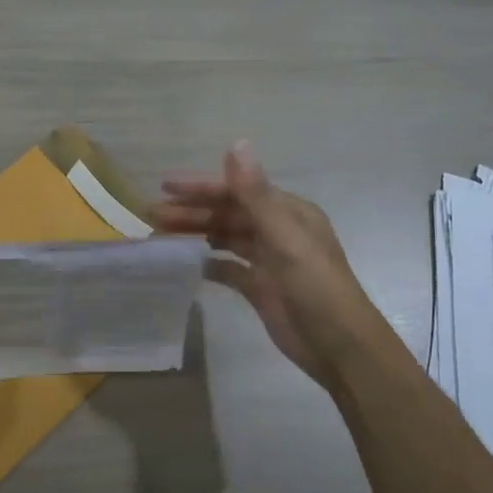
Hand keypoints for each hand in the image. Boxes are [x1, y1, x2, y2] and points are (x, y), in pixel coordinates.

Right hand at [152, 143, 378, 385]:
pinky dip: (206, 263)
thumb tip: (237, 143)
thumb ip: (255, 194)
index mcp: (288, 213)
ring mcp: (268, 261)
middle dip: (192, 211)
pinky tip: (183, 262)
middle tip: (152, 214)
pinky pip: (227, 268)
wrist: (340, 349)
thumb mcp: (286, 238)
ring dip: (195, 234)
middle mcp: (278, 231)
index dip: (201, 187)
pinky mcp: (260, 288)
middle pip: (228, 214)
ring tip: (159, 235)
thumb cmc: (316, 288)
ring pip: (224, 238)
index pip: (237, 191)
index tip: (166, 186)